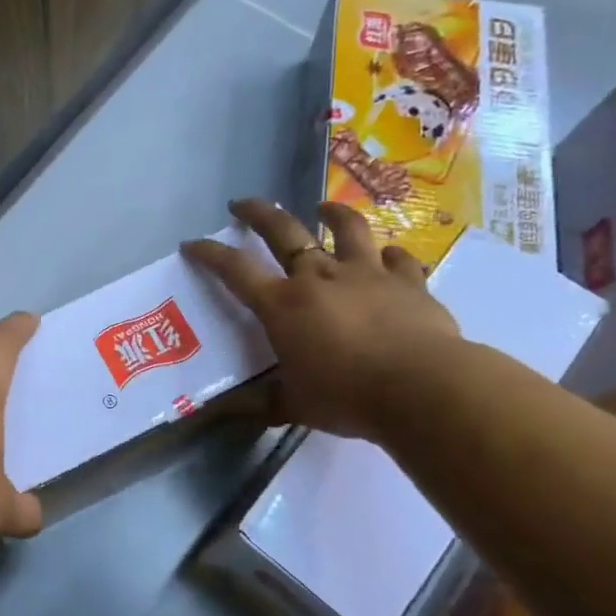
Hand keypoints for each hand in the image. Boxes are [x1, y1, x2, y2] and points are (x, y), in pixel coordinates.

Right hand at [182, 198, 462, 440]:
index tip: (192, 243)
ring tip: (323, 209)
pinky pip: (398, 258)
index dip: (209, 254)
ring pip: (346, 228)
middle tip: (242, 203)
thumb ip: (257, 403)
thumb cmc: (347, 397)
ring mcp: (366, 273)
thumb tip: (215, 412)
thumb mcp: (293, 405)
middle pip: (282, 231)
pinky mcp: (408, 281)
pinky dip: (390, 255)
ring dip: (332, 214)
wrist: (423, 388)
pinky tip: (388, 257)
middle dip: (257, 212)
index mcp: (283, 305)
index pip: (234, 270)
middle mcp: (319, 277)